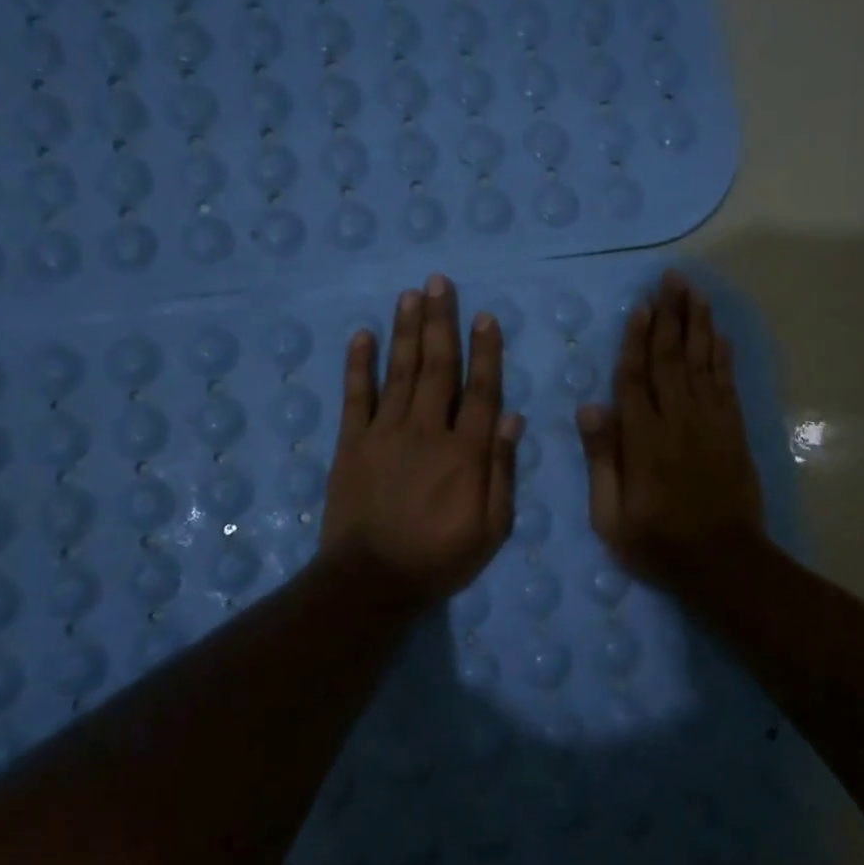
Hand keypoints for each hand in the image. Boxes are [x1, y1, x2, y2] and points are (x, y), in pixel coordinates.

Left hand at [321, 273, 523, 605]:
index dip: (485, 351)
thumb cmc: (440, 557)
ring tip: (410, 295)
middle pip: (437, 367)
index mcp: (465, 451)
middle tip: (439, 283)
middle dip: (441, 322)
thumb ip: (501, 470)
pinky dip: (359, 364)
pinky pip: (355, 396)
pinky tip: (362, 335)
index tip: (485, 316)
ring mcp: (385, 433)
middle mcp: (426, 430)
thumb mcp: (491, 527)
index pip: (479, 389)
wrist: (371, 581)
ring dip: (406, 331)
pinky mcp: (351, 443)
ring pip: (400, 371)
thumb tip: (512, 417)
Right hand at [577, 270, 764, 593]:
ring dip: (698, 324)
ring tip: (694, 290)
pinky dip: (722, 355)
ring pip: (702, 362)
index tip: (639, 306)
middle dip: (670, 316)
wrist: (723, 562)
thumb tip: (590, 405)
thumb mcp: (610, 515)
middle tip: (670, 279)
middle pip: (672, 358)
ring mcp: (711, 423)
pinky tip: (718, 333)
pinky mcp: (733, 431)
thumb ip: (601, 458)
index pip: (635, 378)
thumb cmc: (657, 542)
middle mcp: (678, 420)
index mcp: (643, 439)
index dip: (635, 340)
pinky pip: (726, 383)